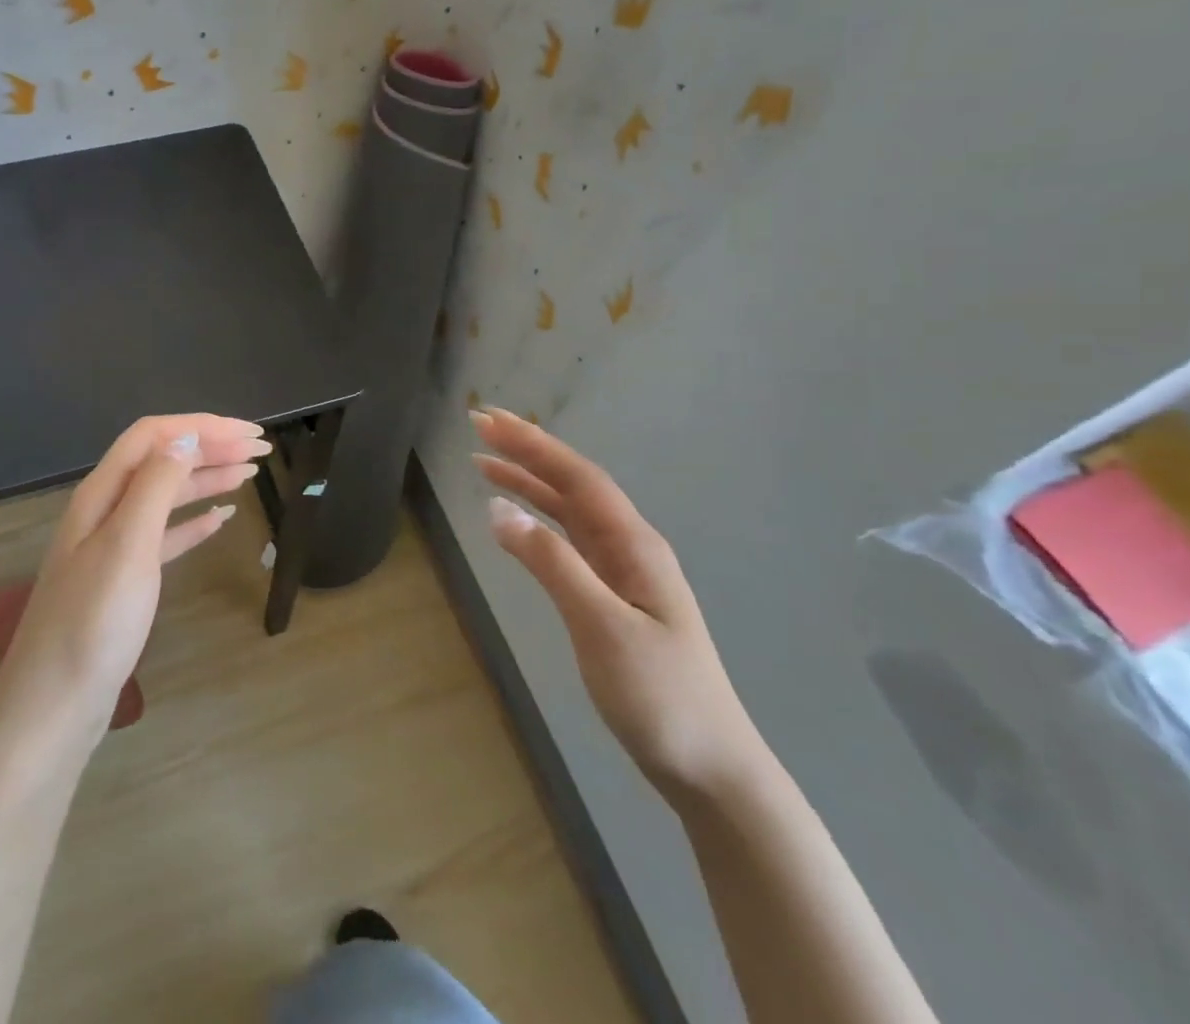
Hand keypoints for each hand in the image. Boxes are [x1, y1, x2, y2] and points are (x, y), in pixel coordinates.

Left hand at [0, 414, 268, 752]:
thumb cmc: (93, 623)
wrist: (54, 708)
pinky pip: (165, 535)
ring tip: (249, 473)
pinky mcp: (124, 580)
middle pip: (162, 460)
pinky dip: (194, 522)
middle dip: (210, 447)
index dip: (202, 427)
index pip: (154, 436)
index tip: (249, 433)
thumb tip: (184, 435)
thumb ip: (155, 485)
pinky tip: (220, 520)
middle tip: (261, 448)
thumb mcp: (127, 545)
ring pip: (167, 495)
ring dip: (207, 478)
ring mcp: (113, 545)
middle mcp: (106, 509)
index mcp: (102, 492)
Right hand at [472, 408, 765, 803]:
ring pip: (569, 510)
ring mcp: (624, 571)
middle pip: (572, 484)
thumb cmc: (660, 696)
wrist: (712, 769)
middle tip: (478, 426)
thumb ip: (551, 563)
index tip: (486, 420)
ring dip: (528, 482)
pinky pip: (569, 540)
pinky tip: (518, 520)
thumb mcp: (601, 626)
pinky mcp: (614, 596)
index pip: (576, 477)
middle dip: (526, 452)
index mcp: (634, 544)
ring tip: (483, 464)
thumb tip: (499, 509)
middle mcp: (630, 546)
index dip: (531, 444)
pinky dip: (538, 520)